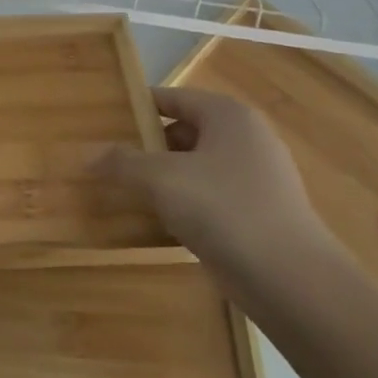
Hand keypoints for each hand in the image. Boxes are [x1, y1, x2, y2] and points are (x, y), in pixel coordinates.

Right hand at [92, 87, 330, 270]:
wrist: (291, 280)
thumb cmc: (224, 209)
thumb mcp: (160, 179)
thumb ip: (121, 162)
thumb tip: (86, 155)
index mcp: (228, 115)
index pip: (172, 97)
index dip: (135, 107)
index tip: (102, 122)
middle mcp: (247, 138)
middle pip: (183, 132)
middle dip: (145, 147)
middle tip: (108, 161)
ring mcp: (257, 178)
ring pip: (195, 168)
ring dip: (162, 179)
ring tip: (124, 192)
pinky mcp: (259, 214)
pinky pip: (210, 198)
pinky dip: (184, 205)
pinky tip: (157, 223)